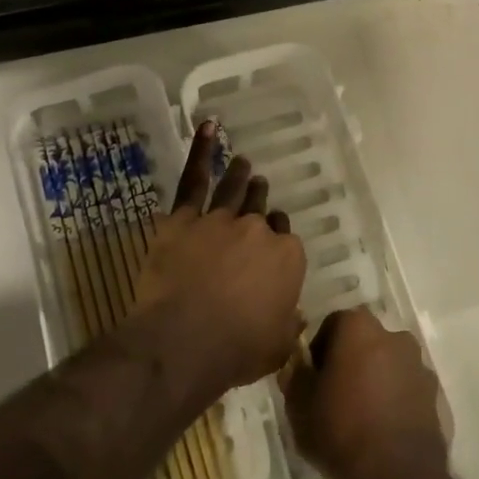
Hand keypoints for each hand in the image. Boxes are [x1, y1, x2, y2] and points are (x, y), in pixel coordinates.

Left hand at [133, 122, 307, 389]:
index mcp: (286, 258)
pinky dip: (201, 152)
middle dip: (260, 199)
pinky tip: (209, 128)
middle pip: (261, 209)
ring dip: (240, 175)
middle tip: (258, 188)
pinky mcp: (184, 219)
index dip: (277, 238)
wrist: (185, 340)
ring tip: (243, 163)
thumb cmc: (237, 350)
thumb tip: (295, 316)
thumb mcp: (277, 346)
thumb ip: (288, 325)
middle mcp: (257, 231)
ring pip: (234, 190)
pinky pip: (194, 179)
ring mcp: (220, 220)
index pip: (285, 237)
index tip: (271, 241)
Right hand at [285, 308, 447, 478]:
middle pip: (364, 341)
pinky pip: (407, 387)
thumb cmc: (341, 430)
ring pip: (388, 363)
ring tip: (361, 414)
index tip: (313, 377)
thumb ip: (295, 378)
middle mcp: (393, 335)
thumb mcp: (300, 407)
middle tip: (335, 394)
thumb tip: (296, 366)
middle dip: (350, 360)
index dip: (319, 349)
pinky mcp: (434, 393)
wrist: (397, 474)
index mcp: (359, 328)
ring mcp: (418, 363)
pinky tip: (383, 427)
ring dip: (375, 378)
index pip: (333, 324)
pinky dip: (395, 398)